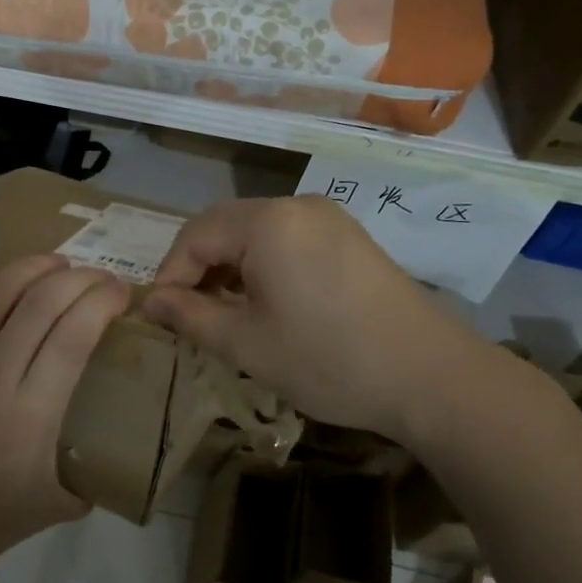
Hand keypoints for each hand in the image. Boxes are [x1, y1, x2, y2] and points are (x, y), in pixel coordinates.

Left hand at [0, 247, 129, 582]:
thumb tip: (114, 453)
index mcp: (28, 417)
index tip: (122, 295)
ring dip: (33, 266)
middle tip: (100, 279)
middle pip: (42, 303)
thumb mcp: (48, 511)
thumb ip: (88, 477)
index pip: (75, 334)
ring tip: (58, 263)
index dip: (103, 301)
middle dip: (80, 279)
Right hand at [143, 196, 491, 441]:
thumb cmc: (327, 360)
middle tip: (189, 316)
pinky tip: (267, 303)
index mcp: (267, 222)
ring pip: (255, 233)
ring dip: (230, 267)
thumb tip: (150, 301)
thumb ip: (190, 316)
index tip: (160, 316)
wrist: (430, 376)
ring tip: (224, 313)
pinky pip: (287, 240)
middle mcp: (296, 206)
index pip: (194, 235)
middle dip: (198, 268)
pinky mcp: (349, 237)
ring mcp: (328, 218)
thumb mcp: (246, 344)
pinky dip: (263, 265)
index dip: (170, 274)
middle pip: (224, 227)